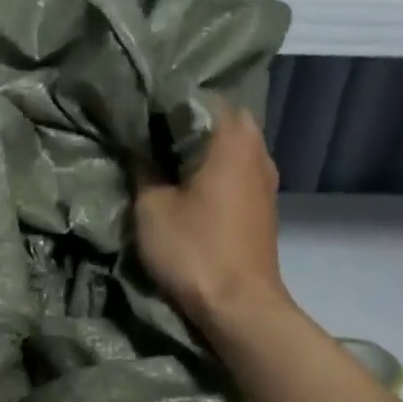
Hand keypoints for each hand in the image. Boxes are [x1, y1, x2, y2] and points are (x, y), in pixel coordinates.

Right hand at [134, 103, 287, 330]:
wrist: (240, 306)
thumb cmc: (195, 250)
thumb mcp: (151, 207)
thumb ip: (142, 167)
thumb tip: (136, 145)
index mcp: (231, 137)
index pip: (198, 95)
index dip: (164, 102)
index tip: (138, 113)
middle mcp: (257, 148)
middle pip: (218, 118)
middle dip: (184, 124)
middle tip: (149, 136)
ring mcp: (266, 177)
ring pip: (230, 145)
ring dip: (201, 149)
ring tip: (165, 160)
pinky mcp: (265, 204)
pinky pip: (237, 170)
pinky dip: (215, 170)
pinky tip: (190, 186)